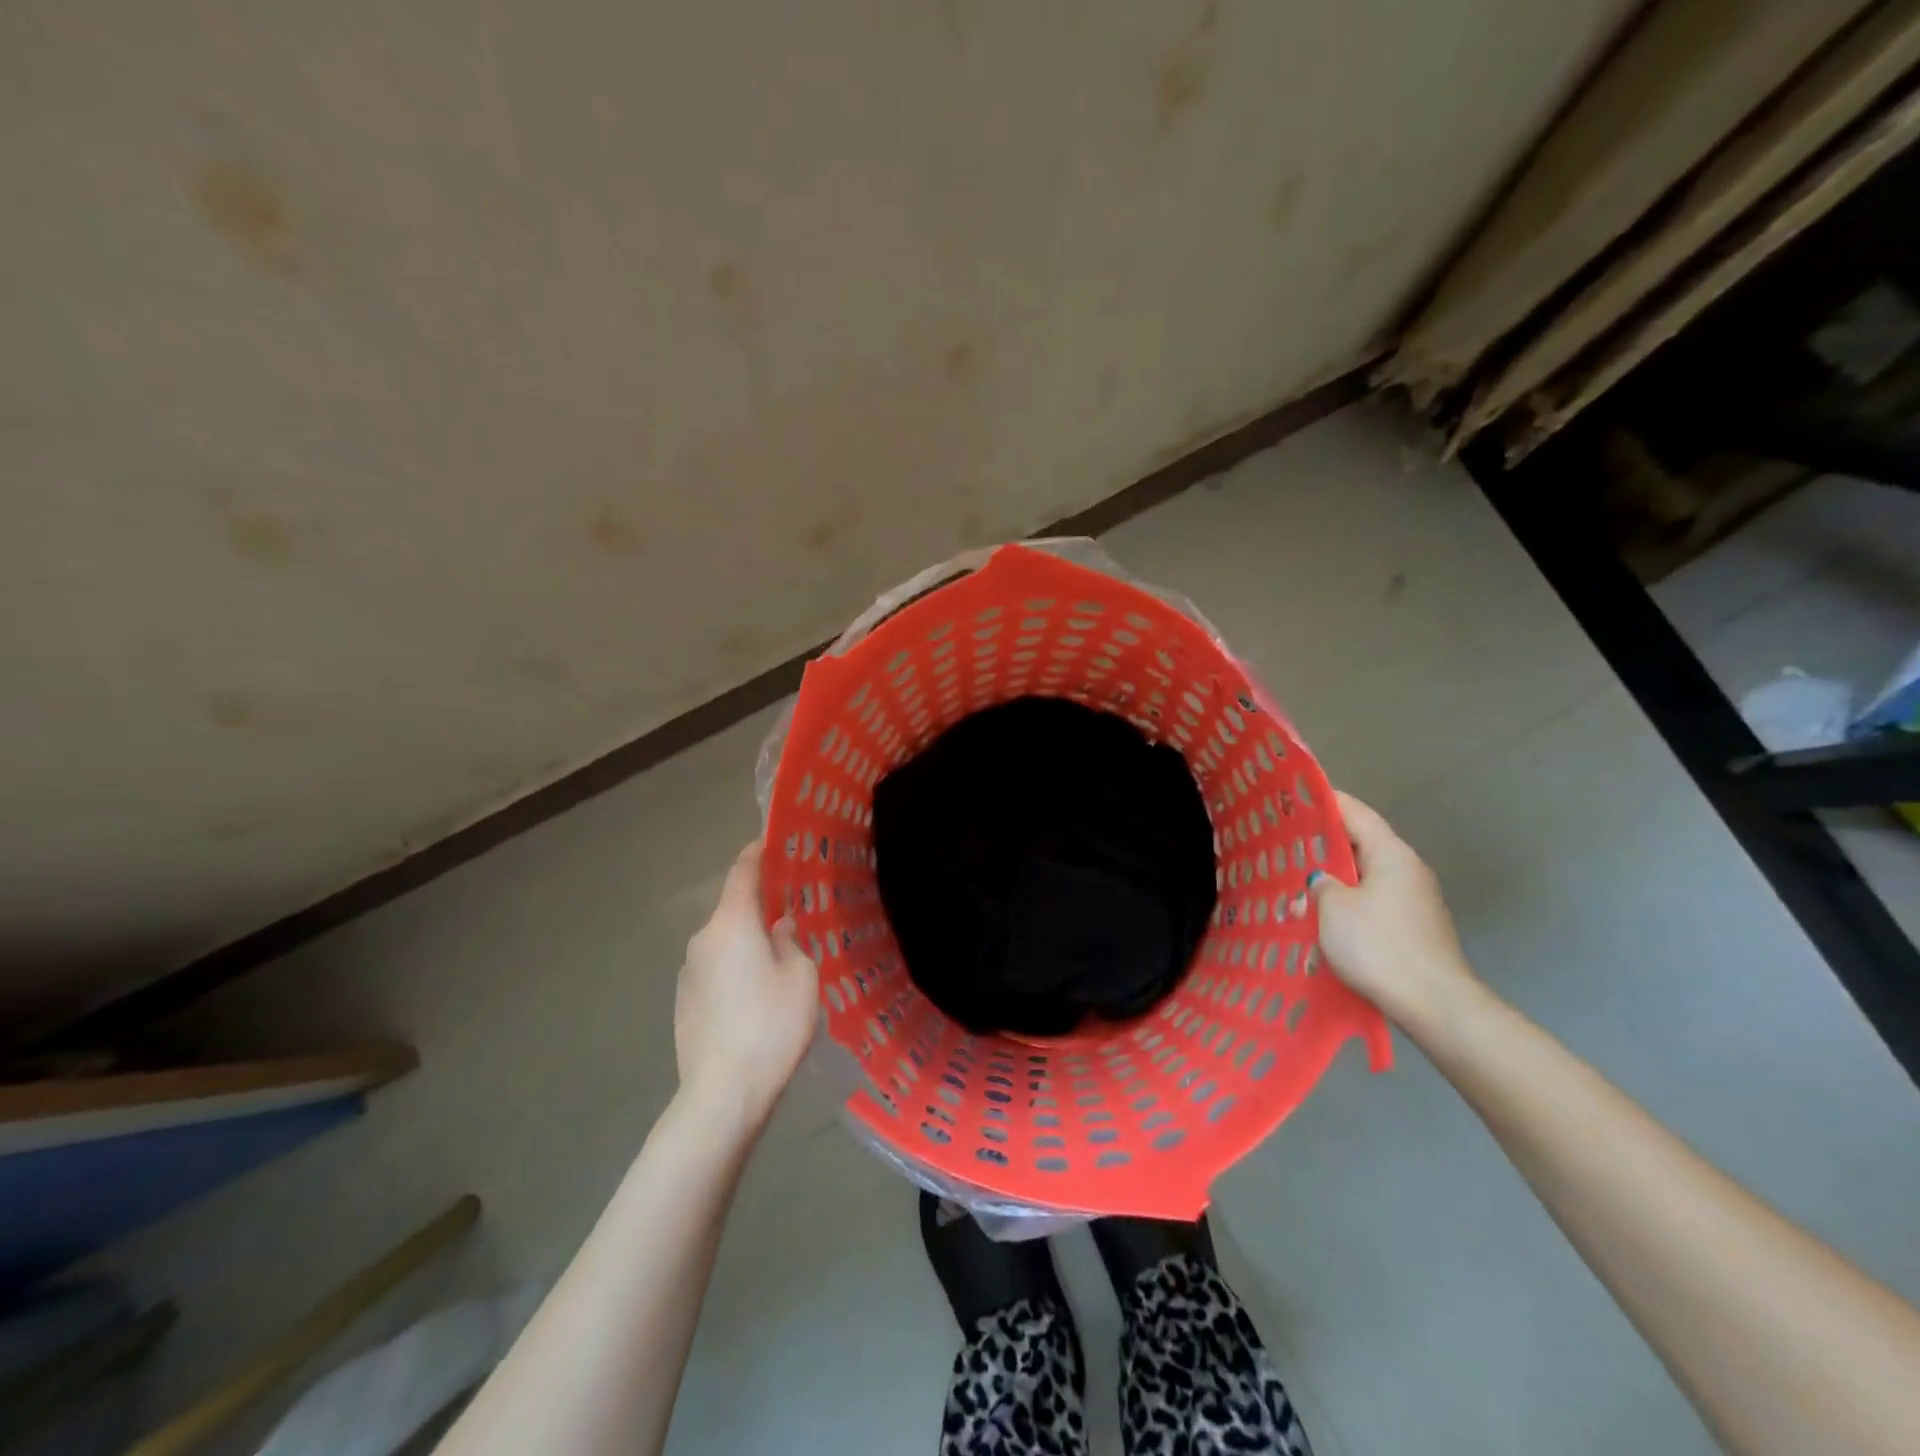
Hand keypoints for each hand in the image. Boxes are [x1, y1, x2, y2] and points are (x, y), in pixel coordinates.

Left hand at [674, 842, 818, 1130]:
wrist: (723, 1093)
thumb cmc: (771, 1025)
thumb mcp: (801, 976)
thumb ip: (790, 941)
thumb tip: (777, 927)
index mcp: (732, 923)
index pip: (742, 872)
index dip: (757, 853)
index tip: (772, 842)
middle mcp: (703, 939)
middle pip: (733, 909)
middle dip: (760, 906)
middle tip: (792, 913)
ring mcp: (688, 972)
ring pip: (725, 942)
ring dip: (748, 942)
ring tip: (778, 962)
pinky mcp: (683, 1001)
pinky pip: (715, 970)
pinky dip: (735, 969)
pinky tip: (755, 997)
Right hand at [1310, 791, 1479, 1032]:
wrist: (1434, 1004)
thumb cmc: (1379, 946)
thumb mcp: (1333, 908)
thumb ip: (1321, 884)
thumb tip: (1322, 881)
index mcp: (1392, 854)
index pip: (1356, 813)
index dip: (1326, 801)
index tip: (1296, 794)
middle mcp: (1408, 870)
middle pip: (1362, 843)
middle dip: (1325, 841)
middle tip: (1286, 839)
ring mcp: (1415, 901)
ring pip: (1366, 875)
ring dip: (1335, 876)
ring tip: (1297, 878)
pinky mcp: (1414, 929)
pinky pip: (1373, 902)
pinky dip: (1348, 901)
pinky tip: (1323, 914)